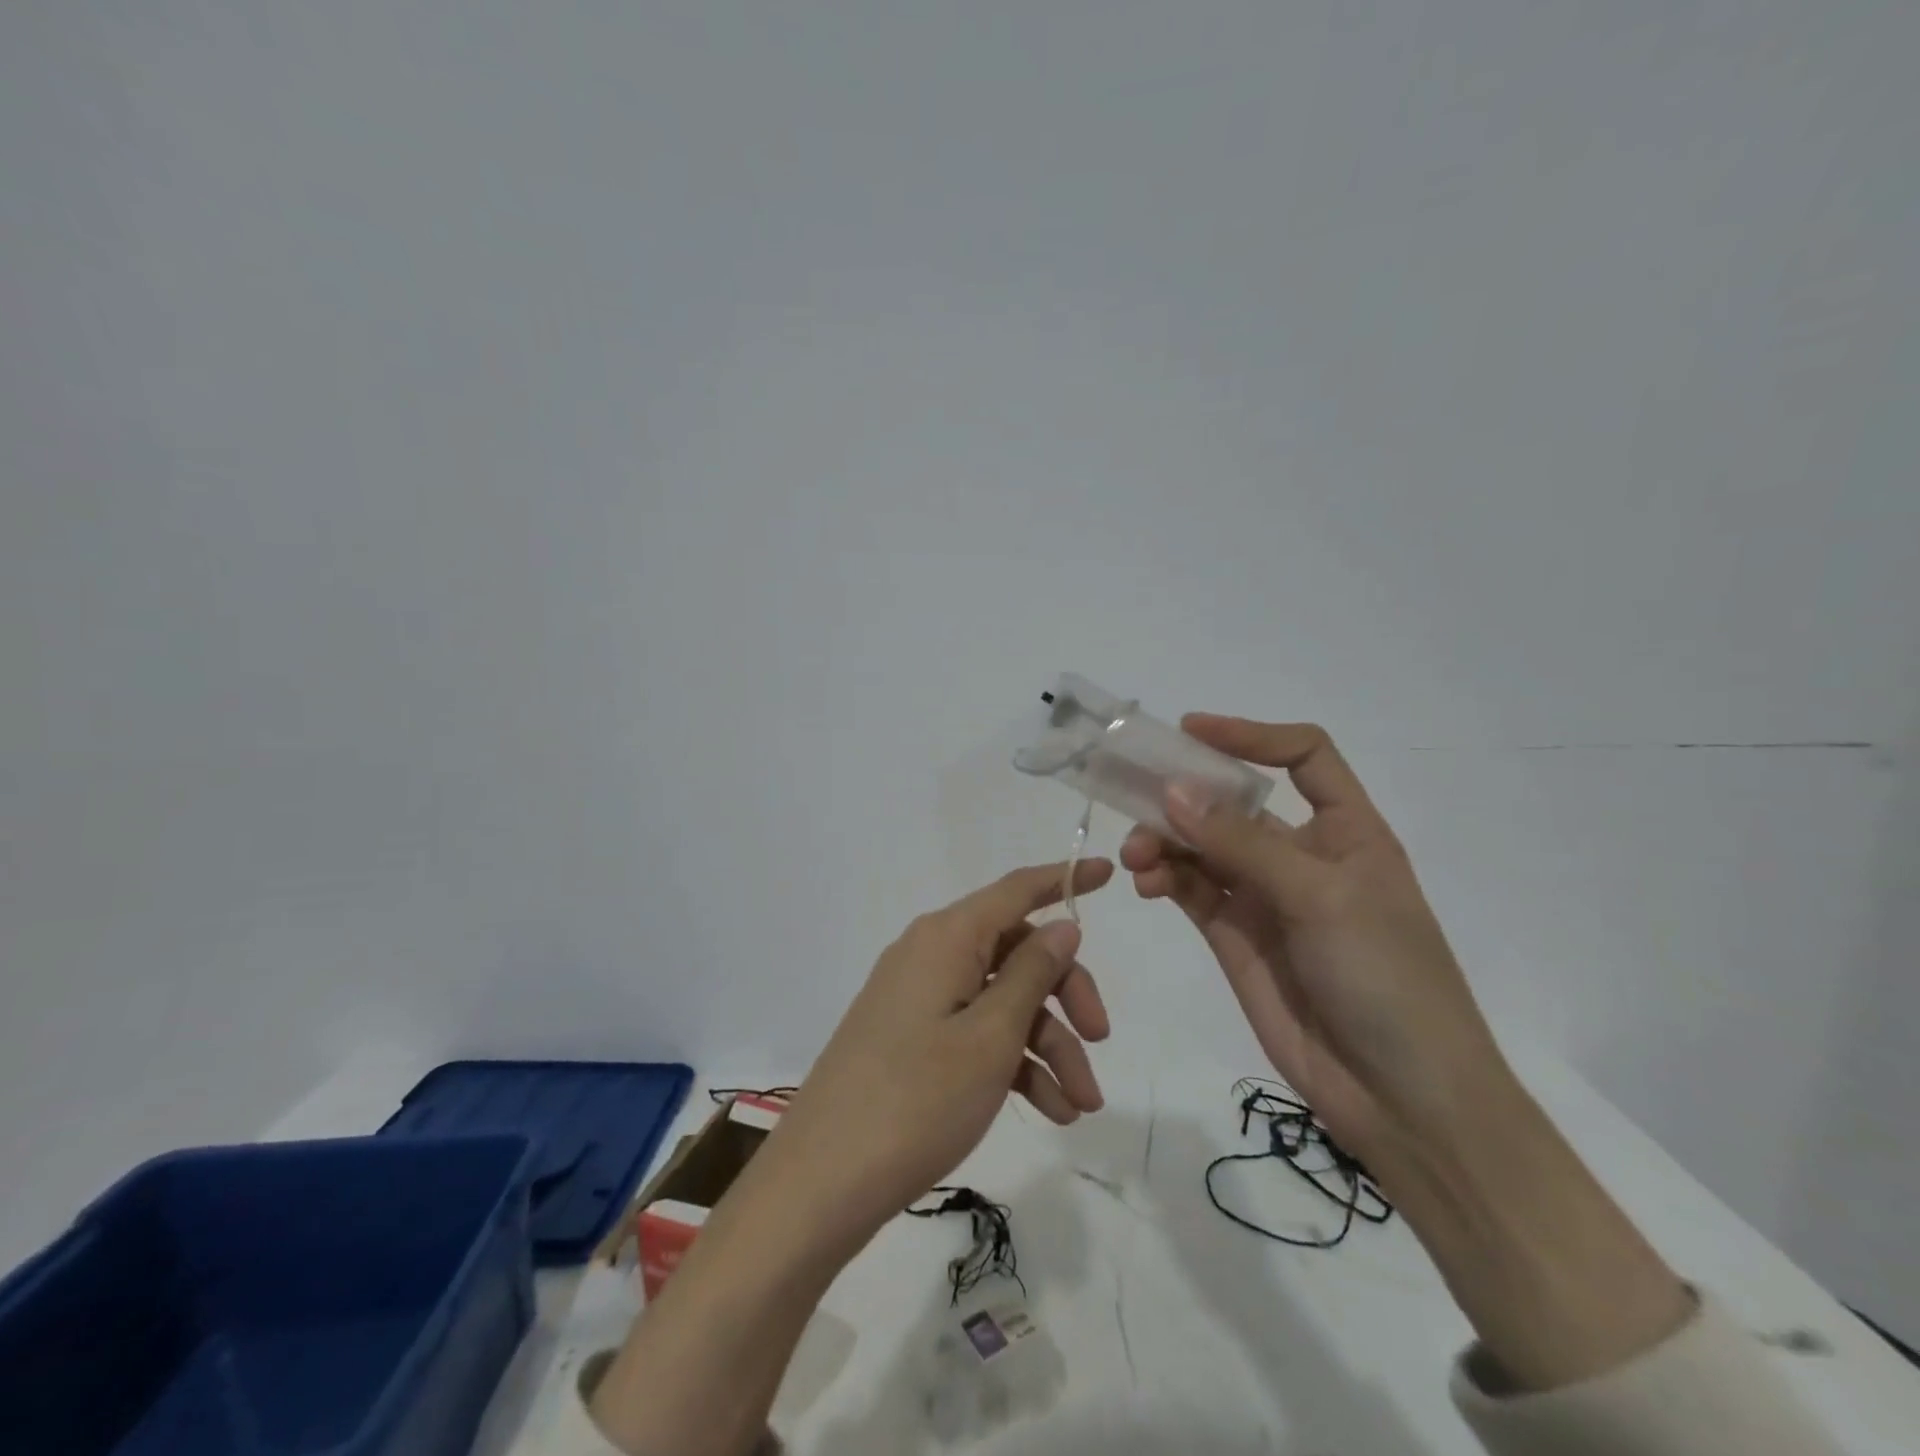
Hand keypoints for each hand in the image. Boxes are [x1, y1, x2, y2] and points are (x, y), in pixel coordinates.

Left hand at [753, 857, 1114, 1253]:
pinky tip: (1048, 1111)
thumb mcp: (990, 1036)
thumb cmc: (917, 1099)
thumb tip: (1060, 926)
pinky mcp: (911, 1038)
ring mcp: (918, 998)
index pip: (1016, 890)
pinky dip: (1013, 1063)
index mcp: (947, 937)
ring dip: (1047, 1045)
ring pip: (1001, 1001)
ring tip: (1079, 1106)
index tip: (1108, 872)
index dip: (1064, 880)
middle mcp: (931, 954)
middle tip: (1101, 1042)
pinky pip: (974, 1032)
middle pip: (1016, 952)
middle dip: (1065, 995)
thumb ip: (1031, 973)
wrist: (823, 1181)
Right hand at [1127, 716, 1691, 1390]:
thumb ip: (1243, 844)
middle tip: (1134, 797)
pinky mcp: (1234, 935)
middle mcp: (1301, 854)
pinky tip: (1146, 883)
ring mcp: (1264, 896)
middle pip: (1234, 801)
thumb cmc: (1386, 980)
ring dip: (1165, 840)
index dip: (1251, 736)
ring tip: (1138, 858)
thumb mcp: (1321, 899)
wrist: (1401, 1099)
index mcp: (1346, 830)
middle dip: (1185, 795)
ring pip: (1201, 845)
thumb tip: (1174, 790)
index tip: (1191, 731)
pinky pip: (1190, 888)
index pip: (1304, 757)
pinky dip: (1163, 878)